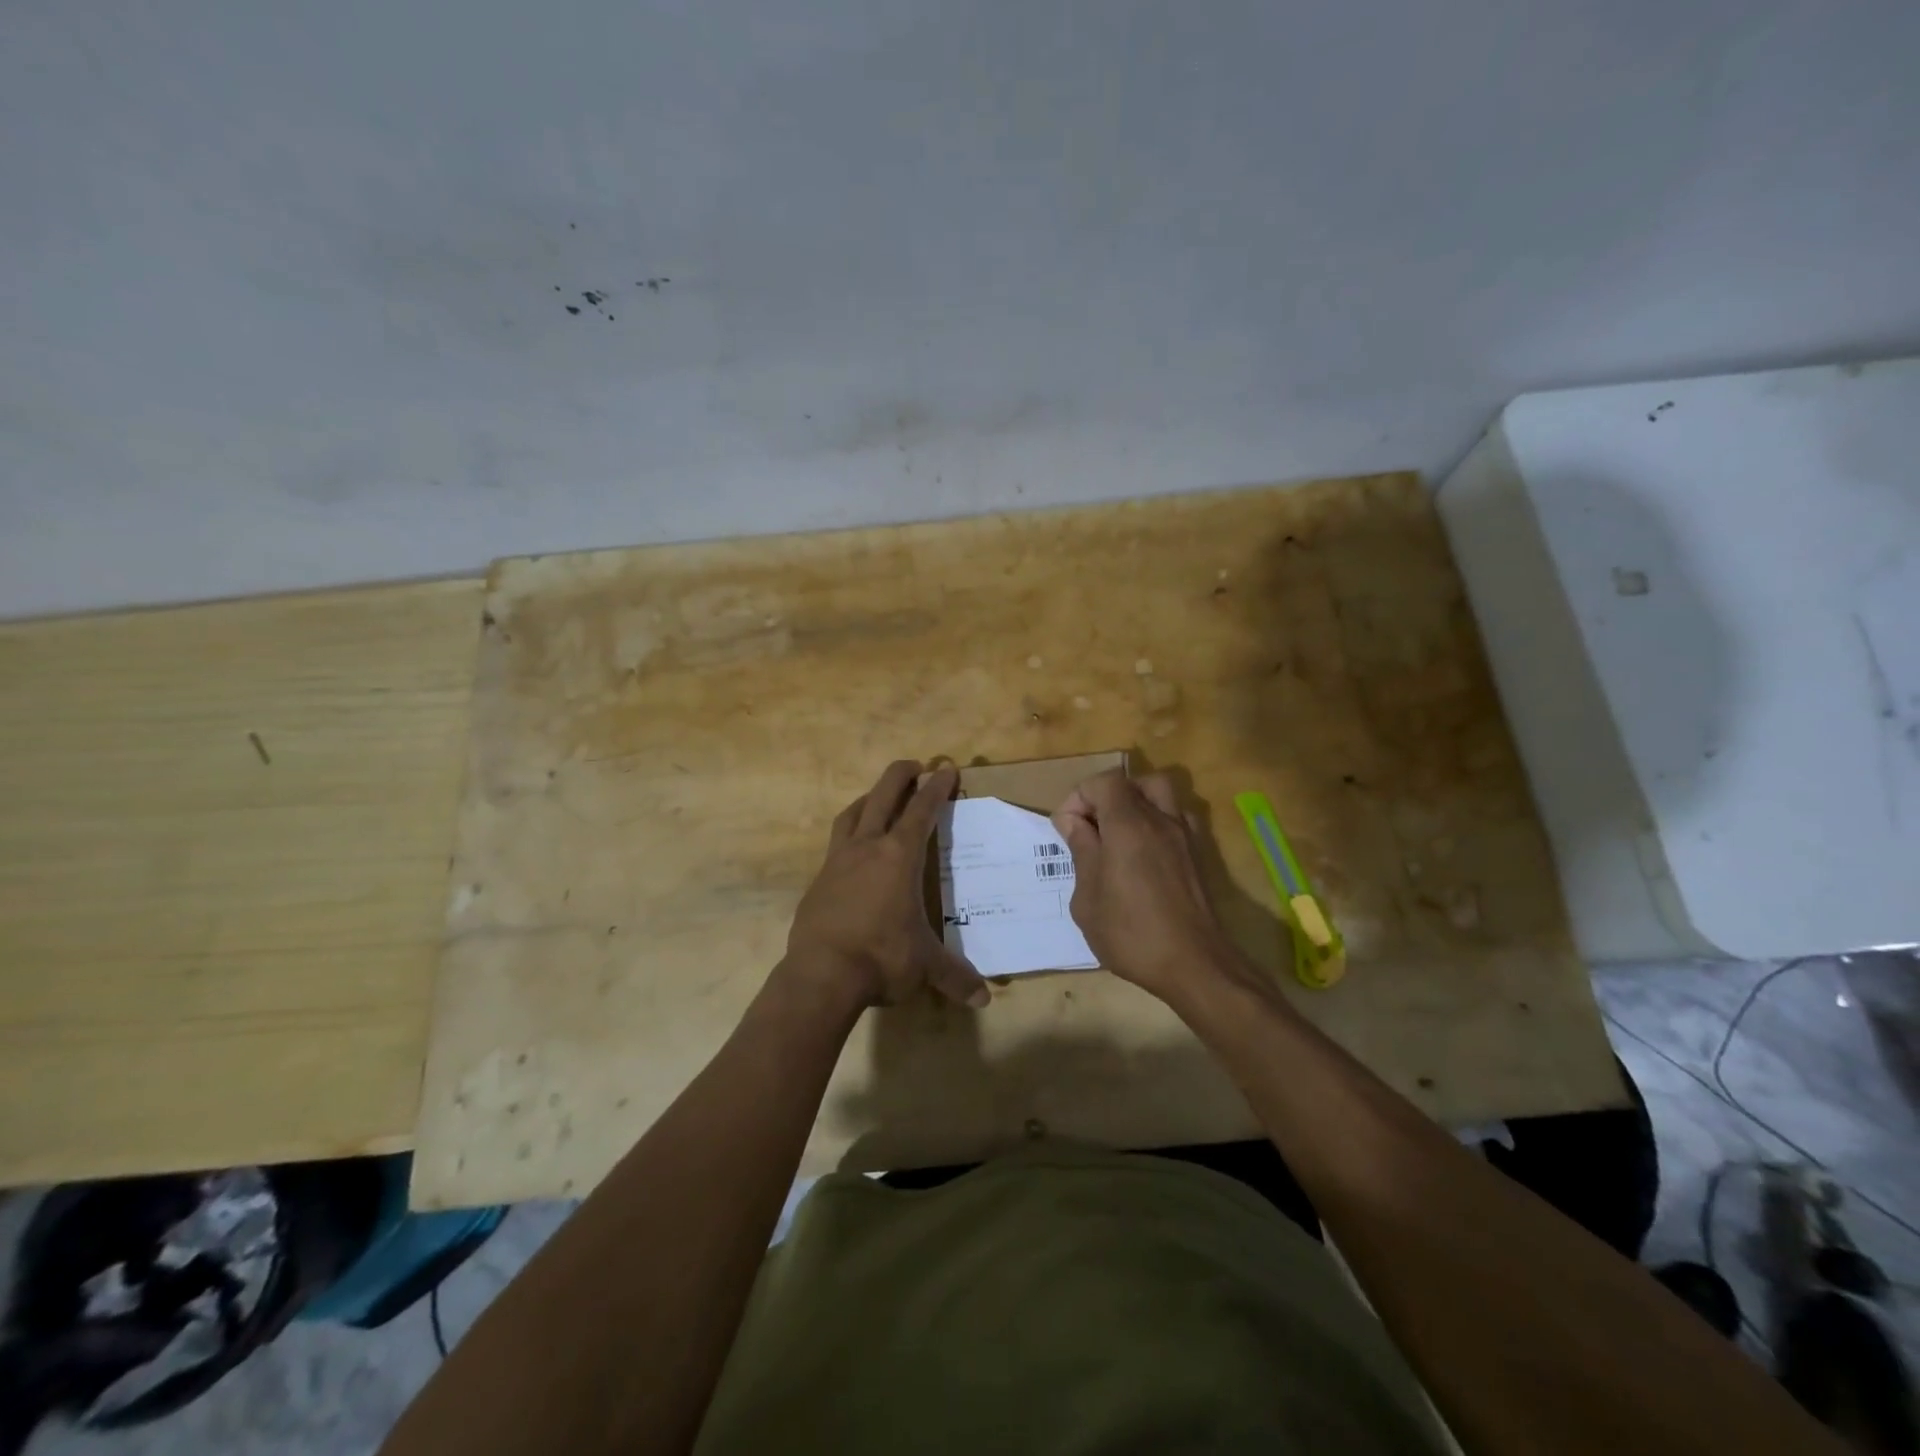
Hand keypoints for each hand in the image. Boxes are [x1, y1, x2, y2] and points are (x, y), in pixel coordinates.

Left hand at [781, 760, 989, 1010]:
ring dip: (870, 798)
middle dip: (902, 775)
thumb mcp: (925, 966)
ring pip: (853, 813)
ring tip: (880, 796)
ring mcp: (838, 861)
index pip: (922, 810)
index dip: (937, 787)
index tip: (946, 769)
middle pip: (884, 795)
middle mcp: (867, 848)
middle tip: (916, 766)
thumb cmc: (882, 958)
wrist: (821, 974)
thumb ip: (955, 976)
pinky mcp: (819, 879)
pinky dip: (850, 832)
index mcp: (899, 857)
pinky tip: (855, 849)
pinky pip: (836, 843)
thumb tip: (984, 998)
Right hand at [1051, 770, 1238, 1001]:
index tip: (1068, 831)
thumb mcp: (1088, 898)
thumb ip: (1081, 851)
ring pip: (1160, 795)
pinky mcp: (1197, 856)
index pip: (1103, 782)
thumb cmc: (1131, 933)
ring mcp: (1184, 836)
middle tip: (1092, 829)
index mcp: (1128, 825)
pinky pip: (1176, 819)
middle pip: (1132, 783)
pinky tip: (1144, 855)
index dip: (1079, 798)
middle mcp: (1160, 820)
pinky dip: (1156, 823)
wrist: (1194, 965)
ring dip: (1135, 805)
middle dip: (1106, 797)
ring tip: (1118, 836)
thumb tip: (1073, 823)